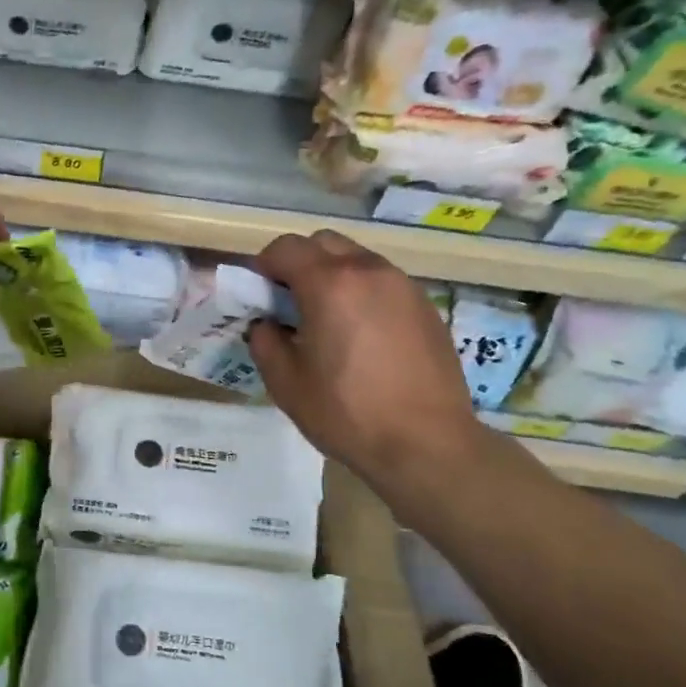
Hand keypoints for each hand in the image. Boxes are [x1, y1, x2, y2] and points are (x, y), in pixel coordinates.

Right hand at [248, 231, 481, 482]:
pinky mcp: (425, 306)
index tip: (259, 293)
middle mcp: (368, 271)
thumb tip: (266, 324)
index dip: (264, 265)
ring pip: (357, 259)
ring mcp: (403, 286)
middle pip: (323, 242)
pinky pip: (383, 282)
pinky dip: (362, 292)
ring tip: (327, 320)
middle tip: (289, 302)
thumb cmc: (347, 412)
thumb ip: (264, 341)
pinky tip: (361, 335)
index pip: (286, 248)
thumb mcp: (286, 382)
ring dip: (333, 275)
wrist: (426, 443)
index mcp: (329, 283)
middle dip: (299, 262)